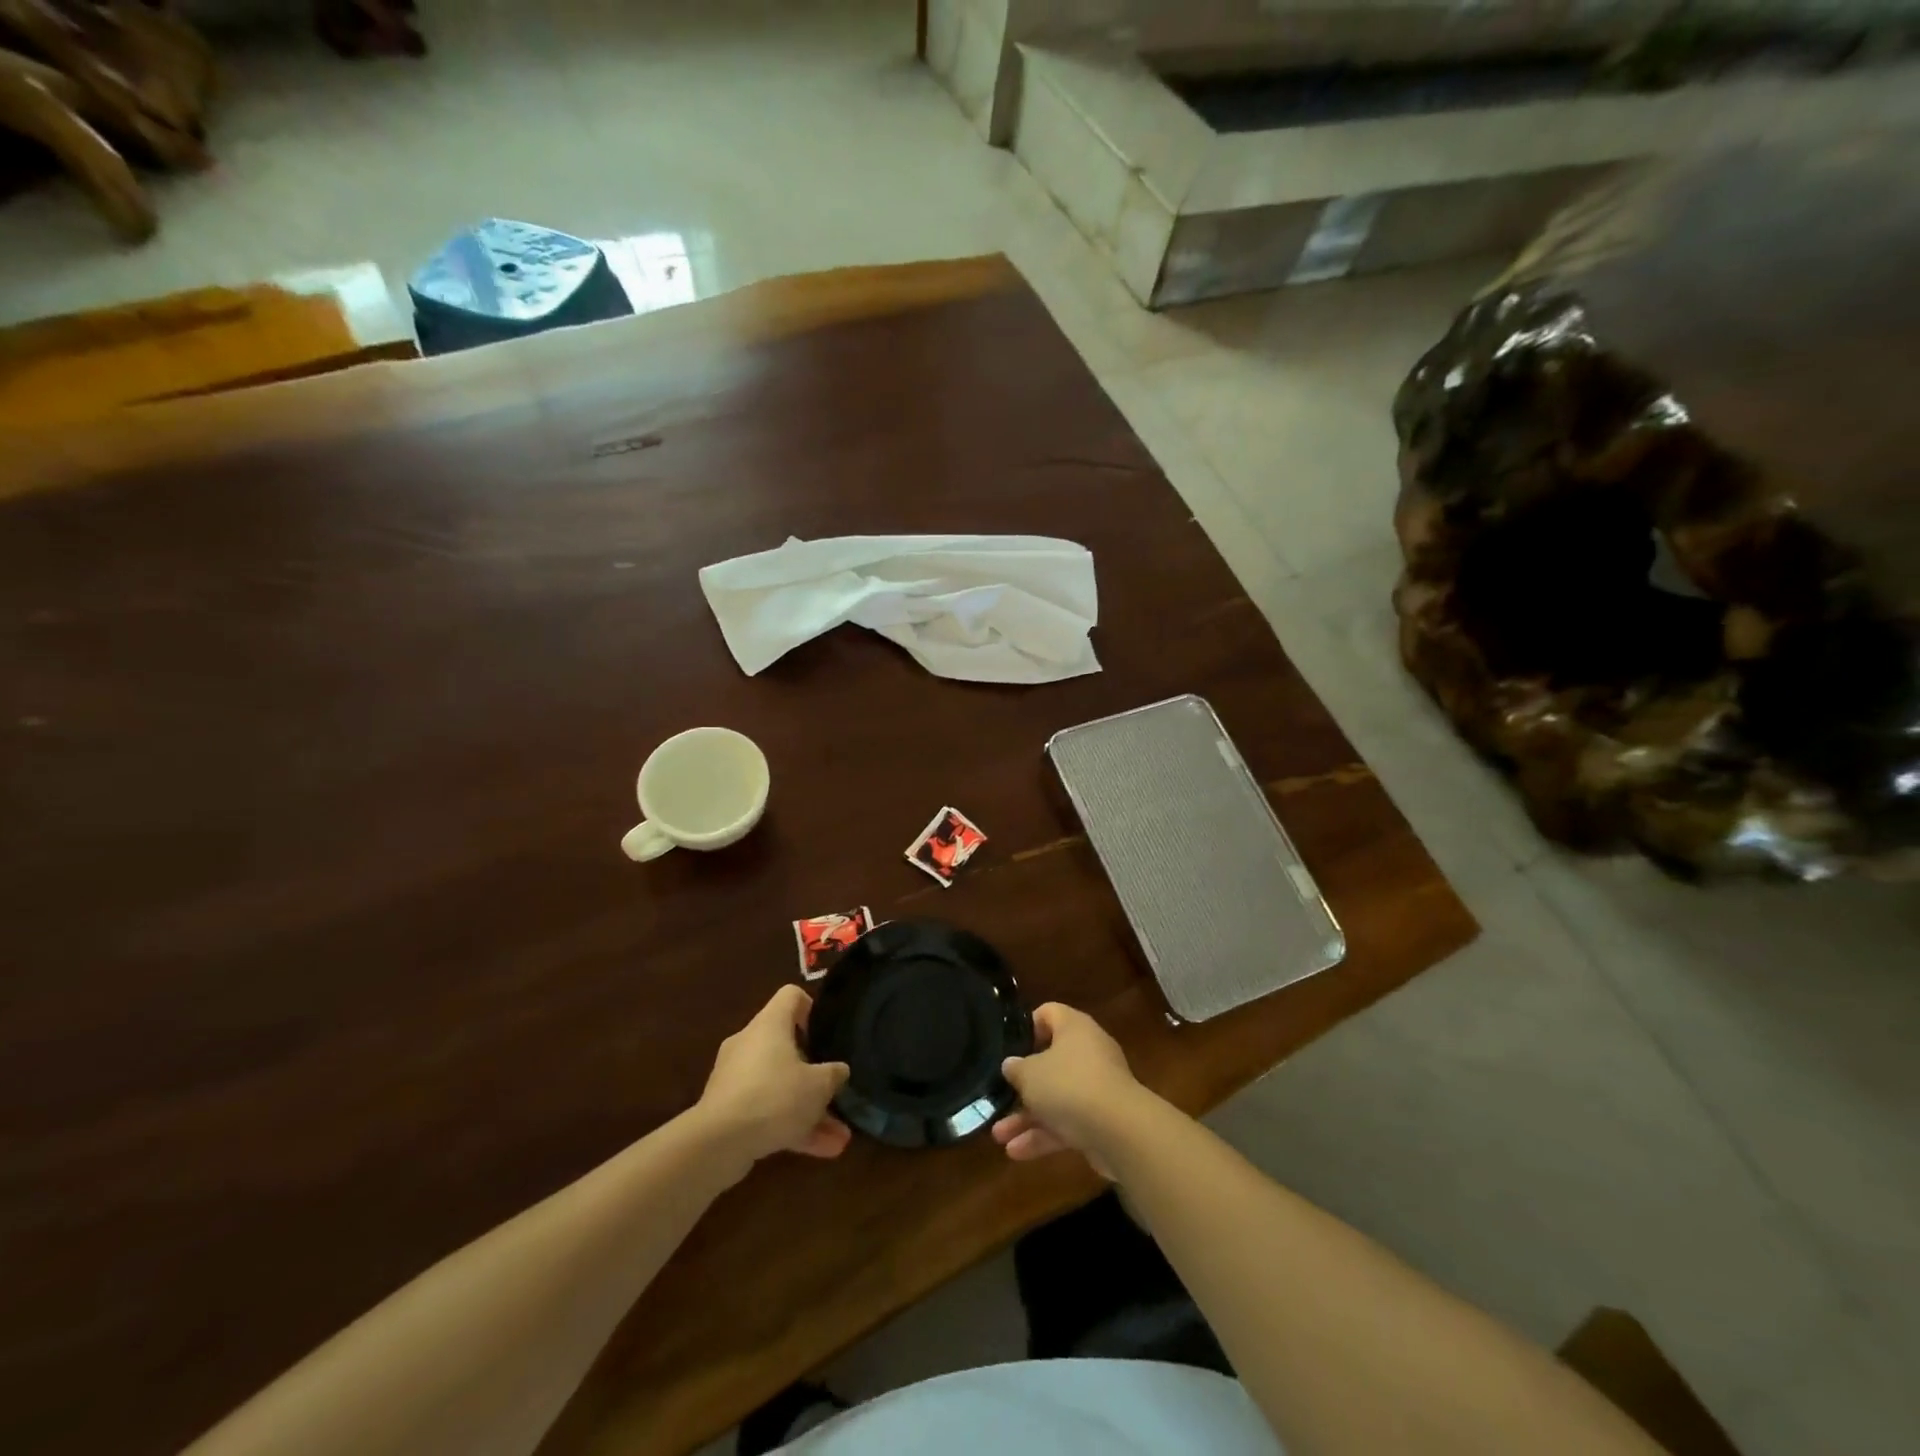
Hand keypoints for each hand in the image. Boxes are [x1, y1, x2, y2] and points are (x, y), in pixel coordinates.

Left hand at [696, 986, 851, 1165]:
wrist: (717, 1142)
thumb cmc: (774, 1096)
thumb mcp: (818, 1085)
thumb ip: (833, 1074)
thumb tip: (839, 1070)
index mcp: (770, 1024)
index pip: (790, 995)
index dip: (811, 1007)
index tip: (825, 1033)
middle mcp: (750, 1043)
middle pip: (787, 1046)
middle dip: (815, 1074)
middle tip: (835, 1091)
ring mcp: (736, 1077)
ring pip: (780, 1085)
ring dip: (808, 1109)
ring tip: (838, 1137)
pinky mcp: (727, 1109)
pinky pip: (766, 1110)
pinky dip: (789, 1126)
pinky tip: (818, 1151)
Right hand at [992, 1002, 1143, 1176]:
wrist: (1120, 1132)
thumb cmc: (1069, 1085)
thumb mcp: (1030, 1074)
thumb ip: (1016, 1068)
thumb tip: (1011, 1064)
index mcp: (1074, 1028)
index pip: (1049, 1014)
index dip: (1027, 1027)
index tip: (1008, 1047)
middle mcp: (1088, 1052)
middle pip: (1050, 1061)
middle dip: (1023, 1085)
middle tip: (999, 1096)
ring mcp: (1096, 1088)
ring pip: (1056, 1098)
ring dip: (1027, 1117)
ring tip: (999, 1135)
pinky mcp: (1101, 1120)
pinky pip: (1067, 1123)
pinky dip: (1044, 1135)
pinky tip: (1017, 1152)